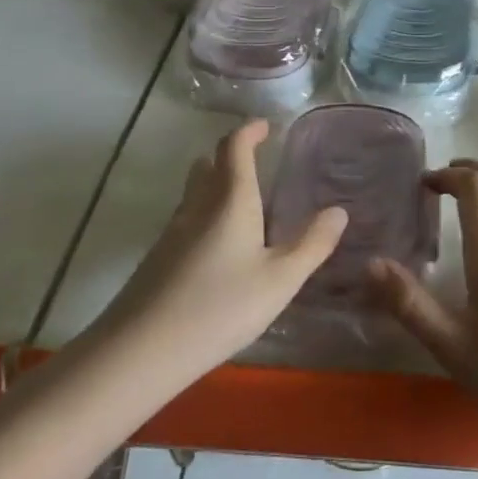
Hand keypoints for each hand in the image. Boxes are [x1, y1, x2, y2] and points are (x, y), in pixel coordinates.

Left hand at [97, 120, 346, 379]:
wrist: (139, 352)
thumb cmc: (219, 308)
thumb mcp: (280, 280)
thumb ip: (312, 244)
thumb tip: (338, 210)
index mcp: (229, 200)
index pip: (234, 147)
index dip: (249, 131)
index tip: (265, 126)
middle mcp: (197, 206)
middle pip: (208, 165)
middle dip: (230, 155)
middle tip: (255, 161)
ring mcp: (172, 232)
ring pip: (194, 193)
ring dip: (215, 184)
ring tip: (242, 202)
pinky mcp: (157, 259)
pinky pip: (186, 220)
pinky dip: (205, 216)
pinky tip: (218, 248)